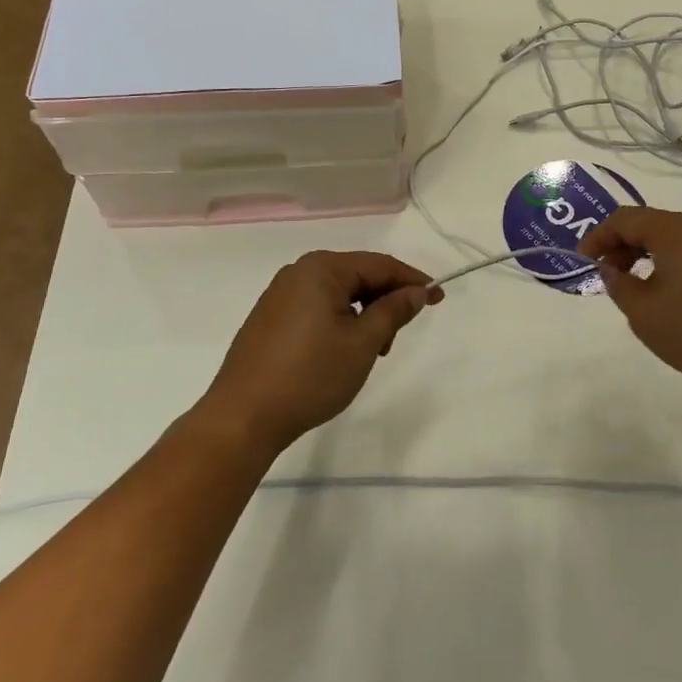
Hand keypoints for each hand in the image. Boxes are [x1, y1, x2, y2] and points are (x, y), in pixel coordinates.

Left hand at [198, 251, 441, 455]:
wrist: (243, 417)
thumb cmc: (310, 375)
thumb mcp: (363, 343)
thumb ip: (394, 311)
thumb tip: (417, 291)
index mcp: (321, 268)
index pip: (379, 264)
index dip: (412, 280)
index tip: (438, 297)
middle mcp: (299, 272)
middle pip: (357, 275)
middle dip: (385, 300)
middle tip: (398, 337)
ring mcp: (280, 295)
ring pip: (338, 294)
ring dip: (363, 315)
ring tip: (370, 352)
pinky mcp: (270, 318)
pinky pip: (316, 307)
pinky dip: (339, 322)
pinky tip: (342, 352)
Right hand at [578, 206, 681, 399]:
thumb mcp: (644, 313)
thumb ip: (619, 286)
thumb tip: (612, 270)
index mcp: (676, 232)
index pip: (625, 219)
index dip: (598, 236)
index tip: (583, 261)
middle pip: (651, 224)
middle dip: (621, 245)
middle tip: (606, 274)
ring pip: (673, 241)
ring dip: (645, 257)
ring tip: (633, 289)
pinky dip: (669, 267)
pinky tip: (668, 299)